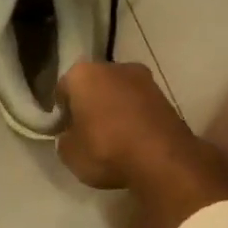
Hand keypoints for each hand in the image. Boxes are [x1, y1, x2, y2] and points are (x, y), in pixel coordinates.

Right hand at [58, 61, 227, 227]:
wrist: (163, 160)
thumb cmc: (106, 150)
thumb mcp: (70, 154)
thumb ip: (65, 139)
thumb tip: (71, 136)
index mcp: (83, 74)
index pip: (63, 89)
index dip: (62, 111)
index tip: (64, 130)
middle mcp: (114, 67)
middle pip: (94, 85)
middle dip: (89, 104)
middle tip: (87, 132)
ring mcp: (144, 79)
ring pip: (119, 93)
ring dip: (114, 109)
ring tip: (112, 137)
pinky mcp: (166, 96)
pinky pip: (139, 105)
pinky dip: (133, 117)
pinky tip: (132, 139)